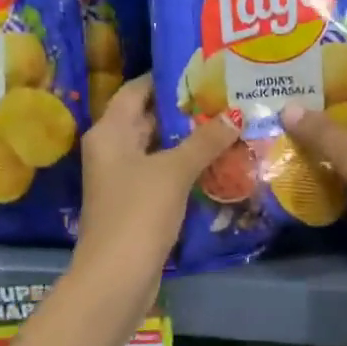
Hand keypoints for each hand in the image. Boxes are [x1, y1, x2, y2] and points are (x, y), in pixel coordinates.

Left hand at [78, 73, 237, 275]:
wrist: (116, 277)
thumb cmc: (139, 212)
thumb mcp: (174, 171)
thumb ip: (206, 140)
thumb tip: (236, 114)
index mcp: (110, 132)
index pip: (137, 90)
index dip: (166, 77)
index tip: (202, 68)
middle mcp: (111, 149)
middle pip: (148, 118)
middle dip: (184, 108)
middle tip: (224, 94)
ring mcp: (123, 178)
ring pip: (158, 148)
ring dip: (189, 139)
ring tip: (229, 123)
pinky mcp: (136, 203)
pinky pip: (162, 173)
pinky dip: (185, 165)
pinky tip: (218, 161)